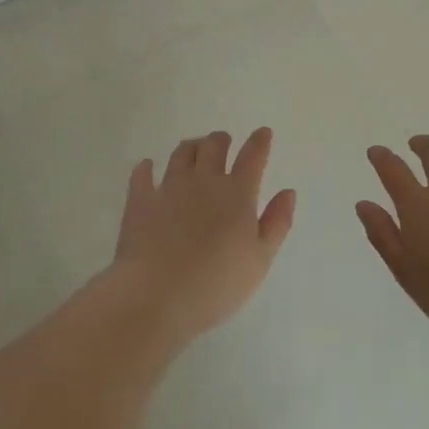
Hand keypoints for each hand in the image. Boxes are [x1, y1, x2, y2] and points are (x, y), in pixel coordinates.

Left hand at [111, 129, 296, 343]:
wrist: (157, 295)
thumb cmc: (217, 284)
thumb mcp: (260, 260)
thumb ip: (277, 223)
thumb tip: (288, 192)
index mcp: (237, 194)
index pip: (252, 157)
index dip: (259, 142)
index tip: (263, 132)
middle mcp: (204, 181)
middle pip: (214, 147)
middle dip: (222, 140)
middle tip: (224, 141)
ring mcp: (169, 187)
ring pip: (182, 154)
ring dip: (192, 147)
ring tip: (194, 148)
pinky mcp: (140, 201)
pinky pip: (142, 175)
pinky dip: (146, 168)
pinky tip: (148, 167)